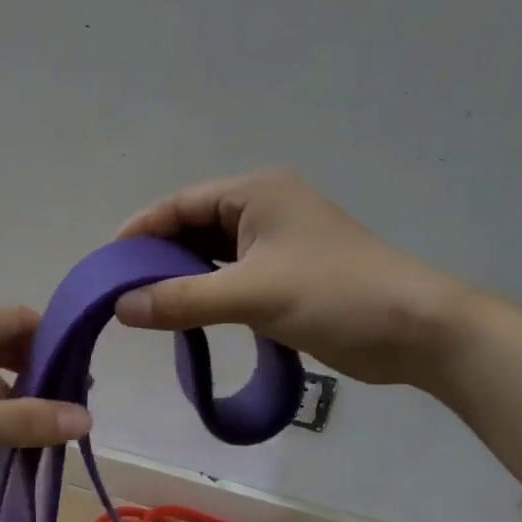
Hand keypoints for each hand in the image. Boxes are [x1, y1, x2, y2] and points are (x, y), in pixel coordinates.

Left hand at [0, 307, 90, 505]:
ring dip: (12, 398)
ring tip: (44, 429)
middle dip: (37, 373)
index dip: (55, 341)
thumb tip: (85, 419)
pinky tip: (4, 440)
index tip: (84, 374)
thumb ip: (26, 420)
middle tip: (70, 405)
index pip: (19, 319)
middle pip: (2, 346)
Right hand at [113, 170, 473, 387]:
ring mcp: (277, 241)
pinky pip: (232, 275)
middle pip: (193, 226)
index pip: (180, 204)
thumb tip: (121, 307)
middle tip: (121, 292)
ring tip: (145, 305)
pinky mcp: (287, 273)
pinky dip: (207, 291)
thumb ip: (183, 299)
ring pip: (212, 254)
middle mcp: (263, 207)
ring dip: (182, 276)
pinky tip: (186, 313)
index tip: (106, 266)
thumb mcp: (252, 294)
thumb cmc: (334, 295)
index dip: (140, 232)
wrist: (415, 329)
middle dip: (157, 256)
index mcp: (255, 192)